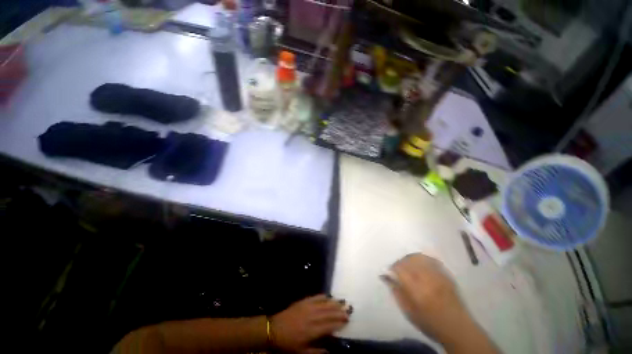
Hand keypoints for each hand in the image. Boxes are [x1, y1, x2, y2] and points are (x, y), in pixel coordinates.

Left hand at [270, 294, 348, 352]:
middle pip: (328, 313)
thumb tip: (330, 351)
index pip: (329, 326)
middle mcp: (312, 317)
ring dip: (333, 303)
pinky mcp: (303, 302)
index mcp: (312, 331)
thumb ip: (316, 352)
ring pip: (324, 304)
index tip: (347, 320)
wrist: (274, 329)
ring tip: (342, 302)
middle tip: (348, 310)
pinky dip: (323, 296)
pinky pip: (315, 297)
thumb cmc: (288, 344)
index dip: (339, 323)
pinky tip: (328, 296)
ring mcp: (307, 307)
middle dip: (339, 312)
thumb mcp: (301, 353)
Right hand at [381, 253, 468, 342]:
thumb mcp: (409, 312)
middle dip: (399, 262)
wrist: (458, 328)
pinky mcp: (445, 274)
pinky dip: (421, 259)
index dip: (391, 268)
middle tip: (397, 269)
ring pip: (419, 257)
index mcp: (417, 290)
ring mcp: (438, 275)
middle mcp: (427, 278)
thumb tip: (385, 276)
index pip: (399, 269)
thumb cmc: (430, 323)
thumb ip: (396, 292)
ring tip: (407, 266)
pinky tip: (419, 264)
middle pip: (408, 260)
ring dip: (409, 259)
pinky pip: (430, 259)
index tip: (388, 272)